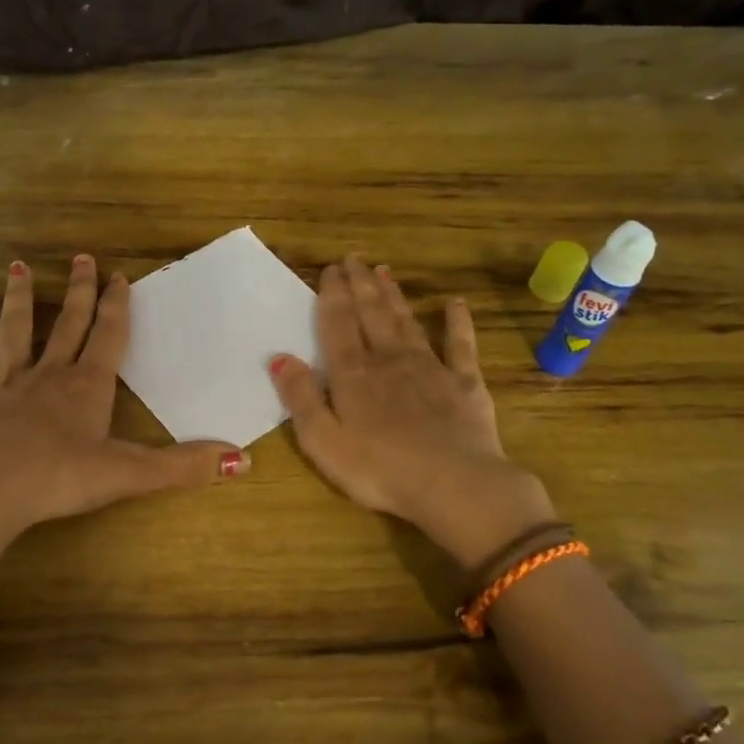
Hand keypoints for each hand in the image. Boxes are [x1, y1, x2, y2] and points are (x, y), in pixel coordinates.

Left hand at [0, 256, 248, 538]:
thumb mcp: (130, 474)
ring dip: (19, 300)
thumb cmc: (60, 479)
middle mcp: (47, 375)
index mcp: (87, 386)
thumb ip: (184, 466)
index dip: (116, 306)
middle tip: (82, 257)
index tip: (118, 276)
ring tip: (20, 268)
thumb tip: (244, 459)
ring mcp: (4, 386)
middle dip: (78, 291)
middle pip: (67, 324)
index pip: (107, 335)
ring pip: (14, 332)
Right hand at [270, 256, 555, 567]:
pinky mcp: (464, 383)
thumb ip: (299, 397)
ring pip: (407, 322)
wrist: (453, 484)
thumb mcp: (323, 440)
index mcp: (353, 374)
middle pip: (372, 314)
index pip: (338, 324)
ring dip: (394, 296)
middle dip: (361, 285)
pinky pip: (460, 345)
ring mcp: (430, 368)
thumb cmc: (378, 469)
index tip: (330, 269)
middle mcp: (389, 360)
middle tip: (354, 259)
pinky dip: (457, 322)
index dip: (332, 294)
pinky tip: (456, 304)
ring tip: (384, 272)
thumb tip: (278, 357)